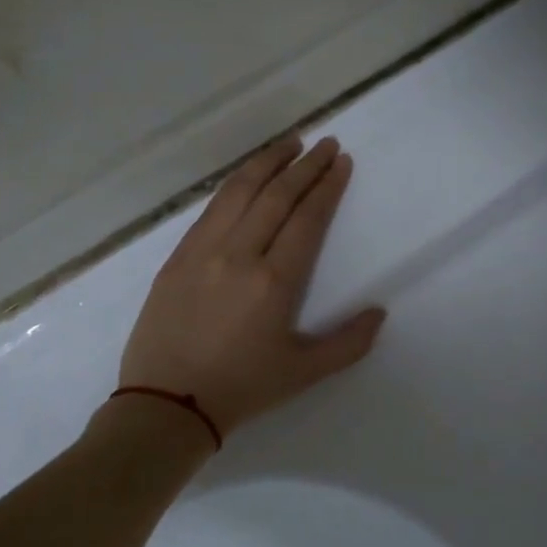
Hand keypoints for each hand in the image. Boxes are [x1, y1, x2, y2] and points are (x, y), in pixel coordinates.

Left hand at [117, 135, 385, 434]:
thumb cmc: (242, 388)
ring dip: (267, 162)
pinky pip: (210, 209)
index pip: (307, 218)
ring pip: (238, 192)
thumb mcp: (304, 372)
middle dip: (305, 165)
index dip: (327, 186)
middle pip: (275, 195)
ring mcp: (202, 251)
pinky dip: (234, 185)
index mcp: (273, 281)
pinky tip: (246, 177)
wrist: (166, 404)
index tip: (342, 162)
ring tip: (289, 142)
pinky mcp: (176, 257)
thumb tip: (379, 313)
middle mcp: (238, 254)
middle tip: (326, 143)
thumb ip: (349, 343)